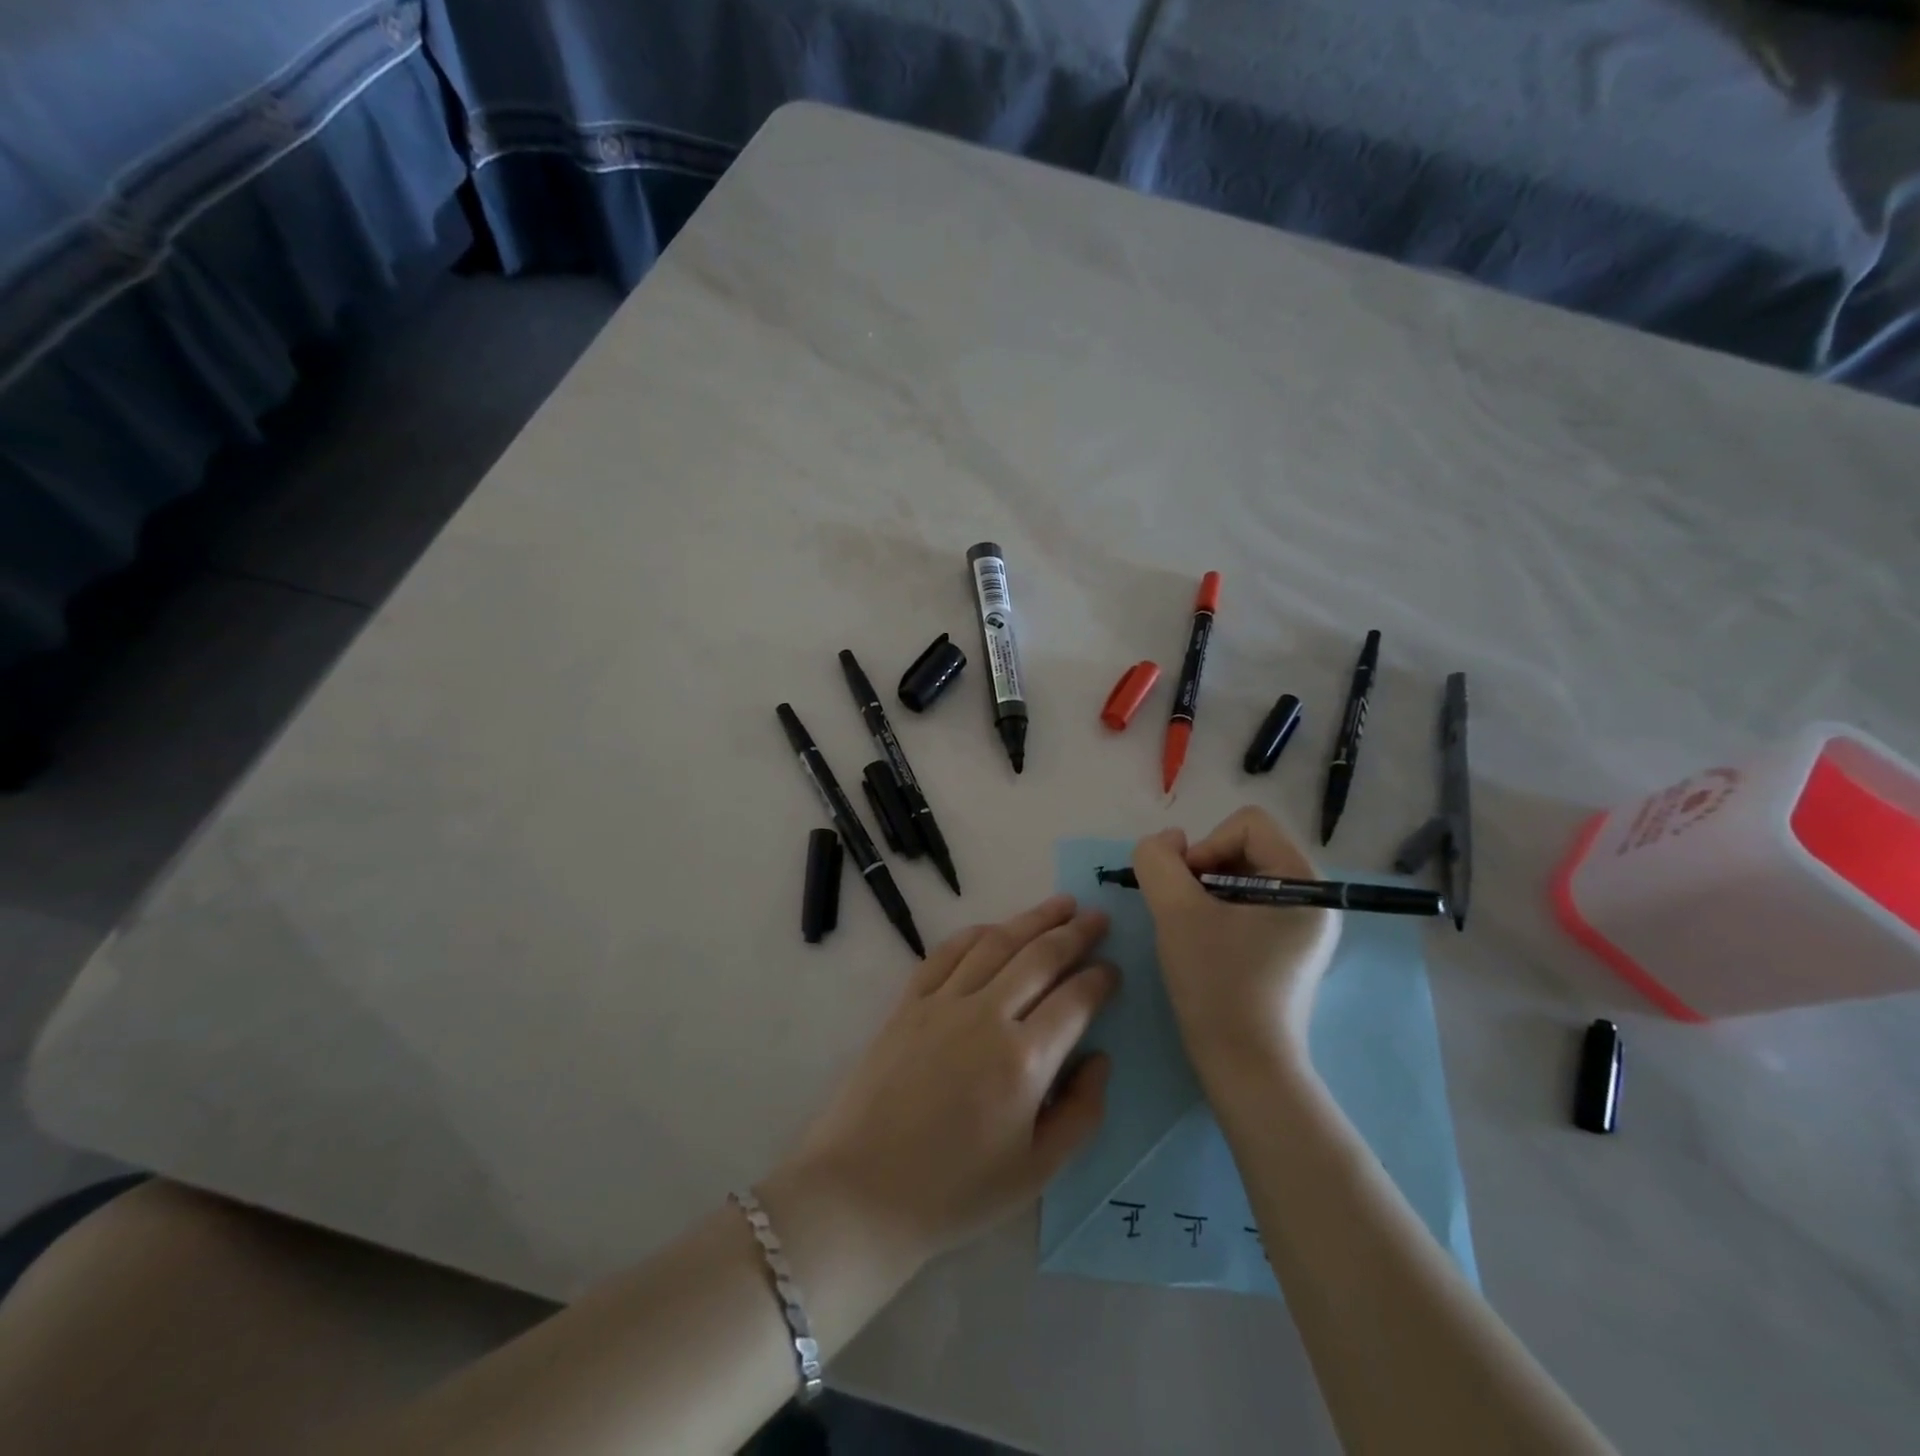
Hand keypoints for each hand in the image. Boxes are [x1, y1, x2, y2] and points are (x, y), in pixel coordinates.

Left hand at [777, 896, 1117, 1272]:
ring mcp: (943, 1003)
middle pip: (1039, 958)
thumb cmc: (956, 1192)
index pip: (1074, 1000)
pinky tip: (993, 928)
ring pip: (996, 944)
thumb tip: (1099, 1059)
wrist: (863, 1191)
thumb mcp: (1036, 1172)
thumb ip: (1080, 1113)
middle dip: (1075, 933)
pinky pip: (946, 953)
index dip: (1099, 979)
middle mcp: (986, 1016)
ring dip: (1032, 919)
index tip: (1113, 969)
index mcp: (1024, 1060)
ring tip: (1060, 904)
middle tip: (1098, 917)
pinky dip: (975, 934)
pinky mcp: (908, 1003)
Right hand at [1133, 807, 1341, 1070]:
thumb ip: (1158, 860)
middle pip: (1244, 847)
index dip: (1207, 846)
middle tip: (1184, 912)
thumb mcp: (1176, 911)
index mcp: (1305, 884)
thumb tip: (1167, 843)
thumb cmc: (1217, 985)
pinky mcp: (1285, 949)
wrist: (1244, 1069)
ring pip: (1240, 877)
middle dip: (1203, 871)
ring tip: (1191, 930)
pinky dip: (1215, 913)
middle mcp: (1312, 899)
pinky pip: (1245, 906)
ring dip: (1204, 893)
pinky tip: (1203, 946)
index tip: (1188, 892)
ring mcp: (1301, 927)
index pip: (1247, 825)